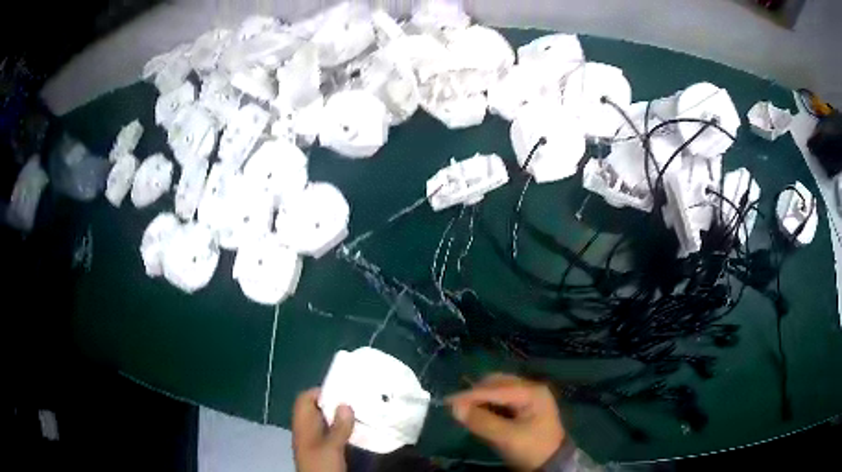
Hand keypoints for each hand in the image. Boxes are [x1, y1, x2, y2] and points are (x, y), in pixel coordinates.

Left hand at [292, 388, 354, 471]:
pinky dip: (342, 429)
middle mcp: (306, 430)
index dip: (319, 392)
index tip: (340, 390)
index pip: (305, 400)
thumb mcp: (331, 447)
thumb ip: (338, 427)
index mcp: (302, 426)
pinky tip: (357, 430)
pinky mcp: (324, 450)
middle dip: (333, 404)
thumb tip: (345, 404)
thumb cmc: (322, 466)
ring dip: (339, 417)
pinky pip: (331, 434)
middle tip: (355, 399)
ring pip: (325, 422)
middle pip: (316, 410)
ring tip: (360, 412)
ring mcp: (314, 441)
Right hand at [447, 374, 565, 470]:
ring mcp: (529, 396)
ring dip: (481, 399)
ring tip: (466, 412)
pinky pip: (502, 399)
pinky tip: (480, 414)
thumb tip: (455, 408)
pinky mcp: (525, 406)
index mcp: (531, 392)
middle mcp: (531, 388)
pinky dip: (488, 404)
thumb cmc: (531, 448)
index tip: (447, 402)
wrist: (552, 463)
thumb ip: (481, 421)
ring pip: (498, 390)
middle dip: (476, 394)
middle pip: (497, 384)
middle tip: (457, 408)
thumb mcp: (506, 437)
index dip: (470, 395)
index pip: (495, 389)